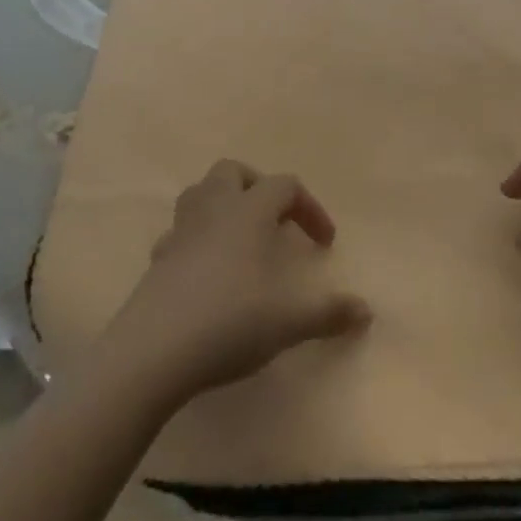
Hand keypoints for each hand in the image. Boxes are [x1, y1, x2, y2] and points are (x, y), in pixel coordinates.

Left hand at [97, 161, 370, 405]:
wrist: (155, 349)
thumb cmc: (229, 321)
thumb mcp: (287, 322)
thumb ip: (327, 313)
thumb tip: (365, 310)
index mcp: (249, 211)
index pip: (284, 186)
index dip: (310, 208)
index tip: (323, 244)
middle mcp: (214, 208)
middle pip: (234, 171)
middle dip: (258, 187)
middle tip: (275, 221)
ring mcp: (181, 229)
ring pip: (201, 192)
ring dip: (223, 204)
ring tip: (241, 237)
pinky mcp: (158, 256)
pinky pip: (180, 231)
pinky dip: (196, 238)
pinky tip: (205, 268)